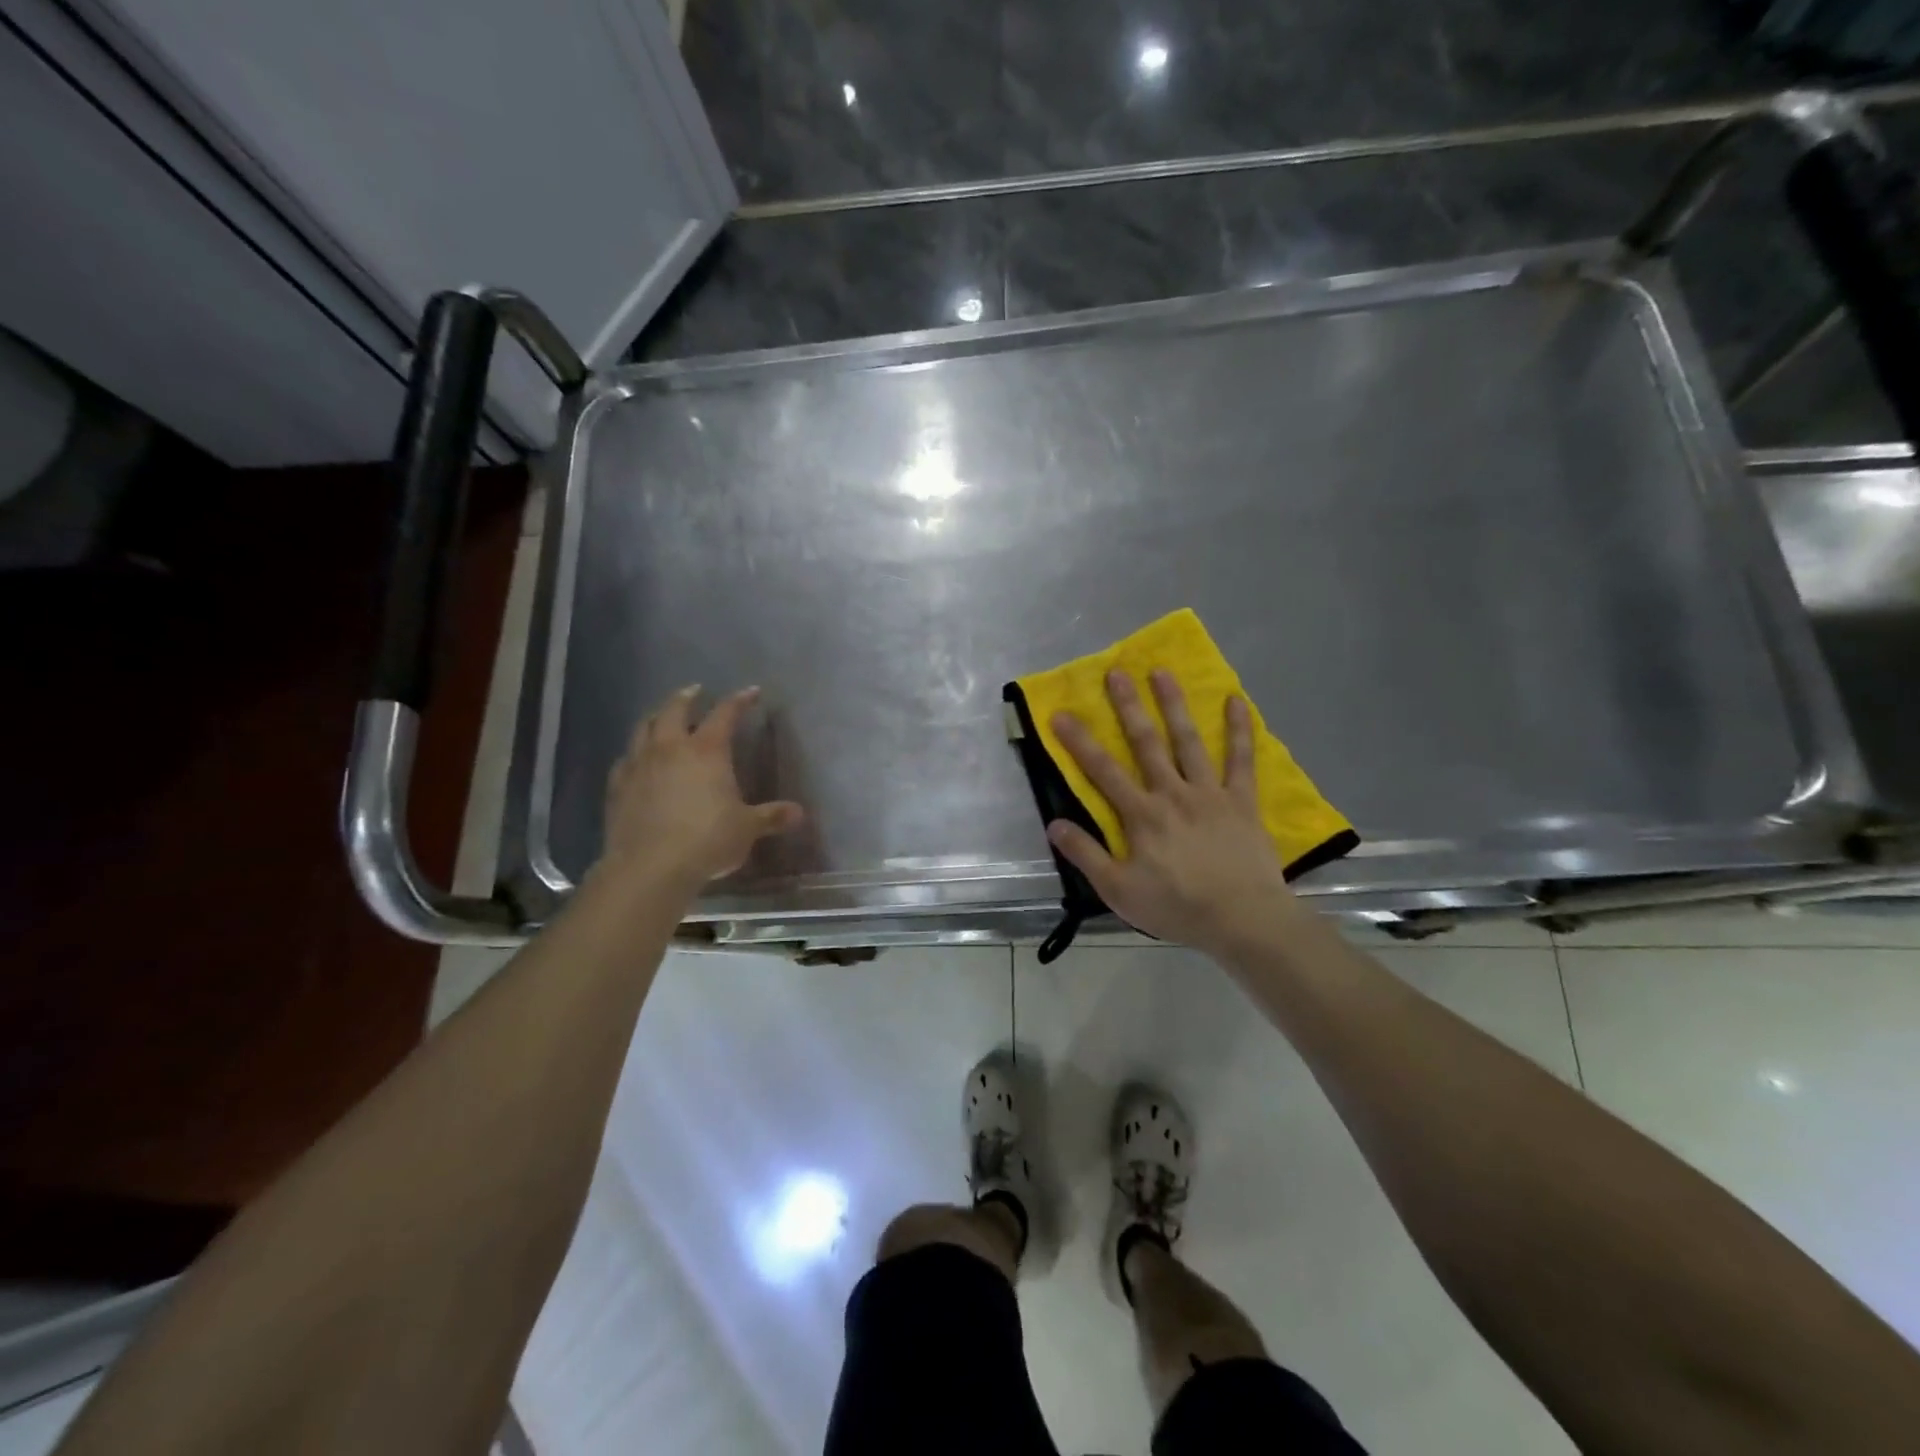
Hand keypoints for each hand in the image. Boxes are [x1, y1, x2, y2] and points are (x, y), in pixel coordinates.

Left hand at [597, 685, 803, 893]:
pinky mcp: (617, 787)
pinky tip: (637, 760)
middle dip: (686, 697)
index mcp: (707, 751)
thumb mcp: (747, 828)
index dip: (739, 700)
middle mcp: (670, 748)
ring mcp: (639, 765)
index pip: (725, 714)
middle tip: (694, 691)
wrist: (650, 867)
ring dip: (655, 717)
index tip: (751, 692)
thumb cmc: (707, 840)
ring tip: (661, 717)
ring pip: (643, 728)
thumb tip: (798, 813)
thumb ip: (771, 816)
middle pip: (674, 710)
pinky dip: (634, 753)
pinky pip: (625, 759)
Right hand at [1047, 669, 1299, 955]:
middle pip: (1146, 743)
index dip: (1079, 741)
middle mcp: (1172, 793)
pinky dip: (1239, 730)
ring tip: (1162, 672)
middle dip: (1128, 706)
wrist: (1243, 919)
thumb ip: (1086, 854)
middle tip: (1116, 672)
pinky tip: (1236, 700)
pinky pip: (1241, 760)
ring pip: (1188, 741)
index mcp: (1141, 814)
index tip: (1061, 713)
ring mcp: (1210, 793)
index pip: (1102, 770)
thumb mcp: (1118, 890)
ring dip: (1174, 705)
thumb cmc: (1177, 907)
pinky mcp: (1242, 800)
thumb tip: (1054, 823)